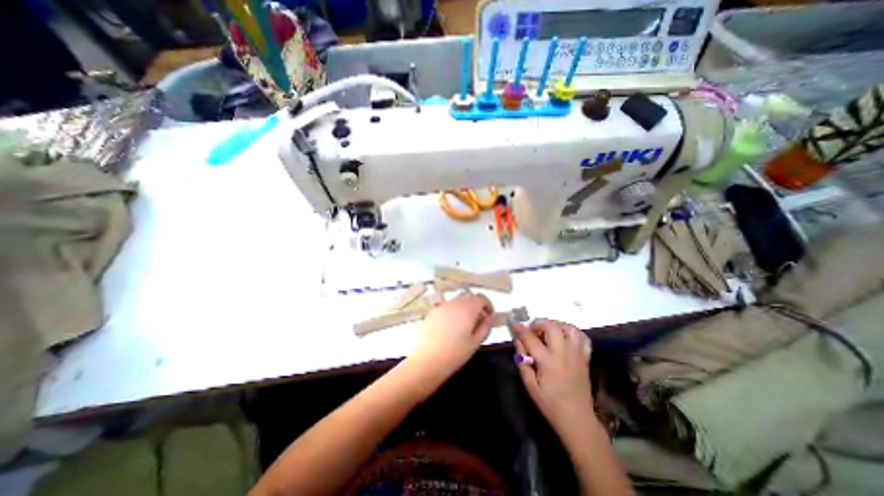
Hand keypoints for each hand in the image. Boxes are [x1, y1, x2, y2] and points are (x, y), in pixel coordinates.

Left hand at [408, 293, 493, 372]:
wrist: (427, 360)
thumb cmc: (454, 354)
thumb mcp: (475, 343)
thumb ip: (485, 327)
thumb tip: (488, 317)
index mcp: (467, 309)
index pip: (481, 298)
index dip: (487, 304)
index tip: (489, 315)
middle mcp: (455, 303)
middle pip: (468, 295)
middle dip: (476, 303)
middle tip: (478, 318)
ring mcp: (442, 306)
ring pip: (457, 299)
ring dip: (464, 306)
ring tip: (464, 323)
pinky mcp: (432, 311)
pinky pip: (446, 305)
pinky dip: (453, 310)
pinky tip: (450, 326)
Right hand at [512, 319, 592, 432]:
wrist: (577, 419)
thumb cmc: (550, 404)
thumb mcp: (530, 386)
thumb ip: (522, 361)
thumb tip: (518, 342)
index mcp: (547, 361)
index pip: (531, 338)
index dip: (520, 329)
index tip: (514, 325)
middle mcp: (563, 354)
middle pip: (552, 327)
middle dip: (539, 323)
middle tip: (533, 330)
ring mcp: (576, 355)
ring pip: (569, 329)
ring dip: (557, 325)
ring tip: (549, 331)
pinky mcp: (585, 359)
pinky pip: (583, 338)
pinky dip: (573, 333)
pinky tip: (565, 337)